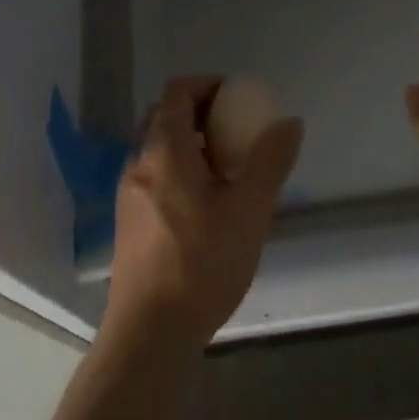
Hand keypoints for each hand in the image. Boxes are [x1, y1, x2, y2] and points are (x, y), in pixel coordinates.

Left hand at [104, 75, 302, 352]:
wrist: (149, 335)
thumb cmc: (201, 264)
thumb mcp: (249, 210)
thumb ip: (271, 161)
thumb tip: (289, 122)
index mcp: (164, 150)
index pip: (178, 91)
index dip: (208, 84)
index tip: (239, 99)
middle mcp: (139, 163)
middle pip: (165, 116)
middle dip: (201, 113)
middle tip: (236, 130)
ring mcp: (129, 193)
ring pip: (159, 148)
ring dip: (191, 144)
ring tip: (227, 169)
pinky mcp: (129, 221)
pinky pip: (155, 175)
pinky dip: (180, 170)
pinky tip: (206, 205)